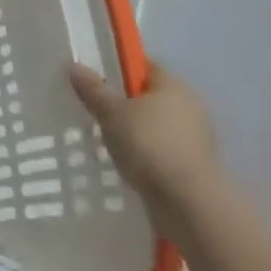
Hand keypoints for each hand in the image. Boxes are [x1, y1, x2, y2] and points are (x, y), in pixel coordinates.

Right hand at [69, 60, 223, 227]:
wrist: (190, 205)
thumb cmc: (149, 145)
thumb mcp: (111, 112)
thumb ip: (93, 88)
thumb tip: (75, 65)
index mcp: (173, 85)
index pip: (143, 66)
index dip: (118, 68)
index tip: (95, 79)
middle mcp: (190, 107)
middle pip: (150, 96)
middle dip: (125, 103)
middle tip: (96, 110)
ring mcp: (196, 139)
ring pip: (156, 125)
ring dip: (136, 131)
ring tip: (107, 140)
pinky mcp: (196, 167)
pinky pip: (163, 150)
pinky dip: (147, 154)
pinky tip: (127, 163)